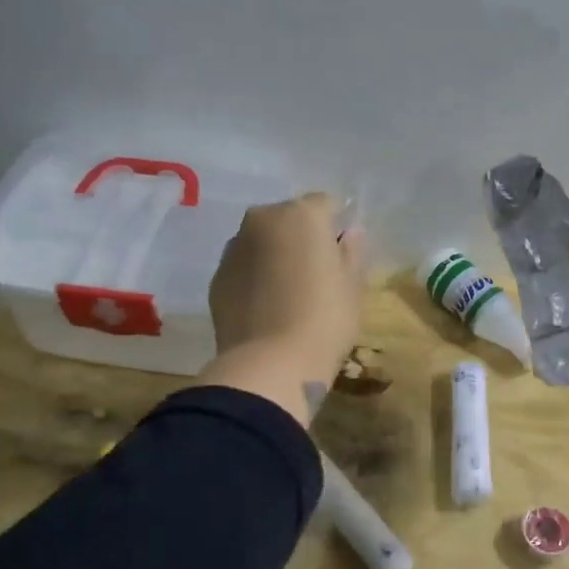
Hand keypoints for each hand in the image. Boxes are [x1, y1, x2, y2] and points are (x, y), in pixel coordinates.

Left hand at [207, 193, 366, 413]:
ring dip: (275, 256)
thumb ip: (352, 251)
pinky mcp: (217, 278)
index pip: (326, 205)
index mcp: (301, 214)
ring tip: (288, 294)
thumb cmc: (325, 320)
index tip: (342, 256)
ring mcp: (234, 248)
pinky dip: (254, 278)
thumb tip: (350, 232)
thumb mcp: (352, 286)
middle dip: (301, 238)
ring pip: (262, 242)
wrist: (270, 364)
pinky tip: (266, 308)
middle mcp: (262, 220)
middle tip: (316, 275)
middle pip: (288, 219)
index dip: (336, 227)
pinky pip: (243, 268)